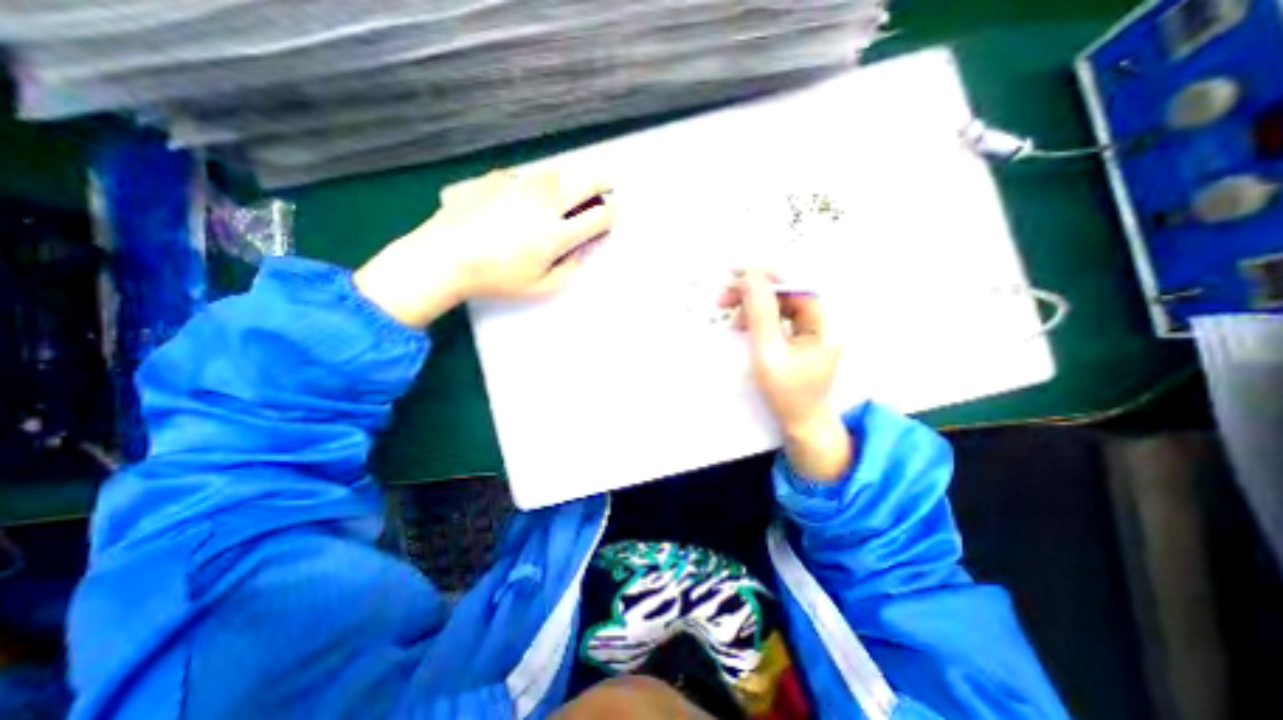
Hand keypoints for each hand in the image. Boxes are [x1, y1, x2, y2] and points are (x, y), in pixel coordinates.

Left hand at [348, 165, 611, 326]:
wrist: (443, 257)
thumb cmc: (495, 279)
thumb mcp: (540, 287)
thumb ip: (568, 270)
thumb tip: (579, 251)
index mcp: (556, 233)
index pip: (599, 216)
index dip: (611, 216)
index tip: (611, 217)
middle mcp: (544, 203)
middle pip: (585, 182)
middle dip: (603, 183)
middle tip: (607, 185)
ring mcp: (520, 185)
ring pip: (557, 172)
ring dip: (571, 179)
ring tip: (567, 191)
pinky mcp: (497, 177)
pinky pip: (526, 177)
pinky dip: (534, 185)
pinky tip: (522, 200)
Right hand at [721, 274, 849, 480]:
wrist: (801, 425)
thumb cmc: (787, 395)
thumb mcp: (769, 354)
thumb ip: (760, 314)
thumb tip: (751, 278)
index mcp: (824, 323)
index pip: (795, 286)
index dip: (765, 277)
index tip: (735, 275)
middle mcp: (822, 322)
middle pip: (786, 293)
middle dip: (754, 293)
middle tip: (724, 300)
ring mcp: (812, 331)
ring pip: (779, 305)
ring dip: (752, 308)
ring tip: (732, 321)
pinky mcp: (800, 340)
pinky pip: (777, 320)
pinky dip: (757, 321)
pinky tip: (743, 328)